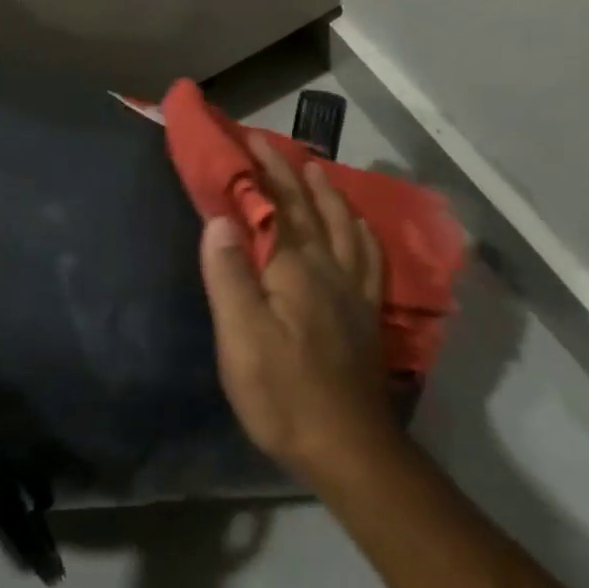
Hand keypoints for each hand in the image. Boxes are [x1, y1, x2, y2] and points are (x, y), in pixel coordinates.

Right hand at [199, 135, 394, 485]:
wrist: (347, 446)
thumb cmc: (283, 392)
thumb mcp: (241, 336)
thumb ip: (229, 274)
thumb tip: (220, 218)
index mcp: (293, 268)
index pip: (274, 206)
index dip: (260, 172)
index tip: (247, 140)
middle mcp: (327, 268)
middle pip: (308, 209)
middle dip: (288, 172)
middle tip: (271, 144)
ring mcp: (352, 291)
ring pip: (341, 226)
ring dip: (327, 193)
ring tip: (316, 170)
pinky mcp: (365, 315)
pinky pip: (368, 258)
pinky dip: (360, 233)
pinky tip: (358, 227)